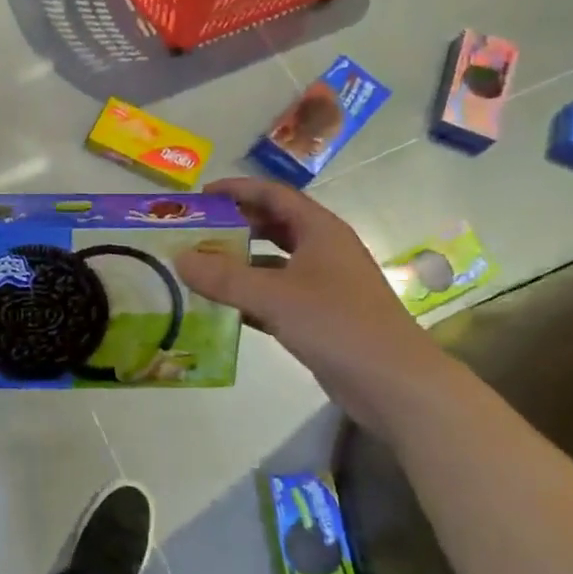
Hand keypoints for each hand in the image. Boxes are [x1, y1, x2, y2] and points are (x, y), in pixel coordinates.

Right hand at [173, 177, 443, 424]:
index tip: (201, 196)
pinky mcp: (319, 317)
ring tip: (199, 267)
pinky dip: (250, 296)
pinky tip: (221, 307)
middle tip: (196, 232)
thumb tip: (178, 258)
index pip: (274, 194)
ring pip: (273, 263)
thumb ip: (224, 277)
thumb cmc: (338, 325)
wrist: (394, 384)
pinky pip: (276, 296)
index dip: (238, 189)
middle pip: (274, 226)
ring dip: (239, 263)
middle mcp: (323, 250)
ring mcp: (324, 285)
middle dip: (235, 226)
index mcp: (320, 230)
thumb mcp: (275, 296)